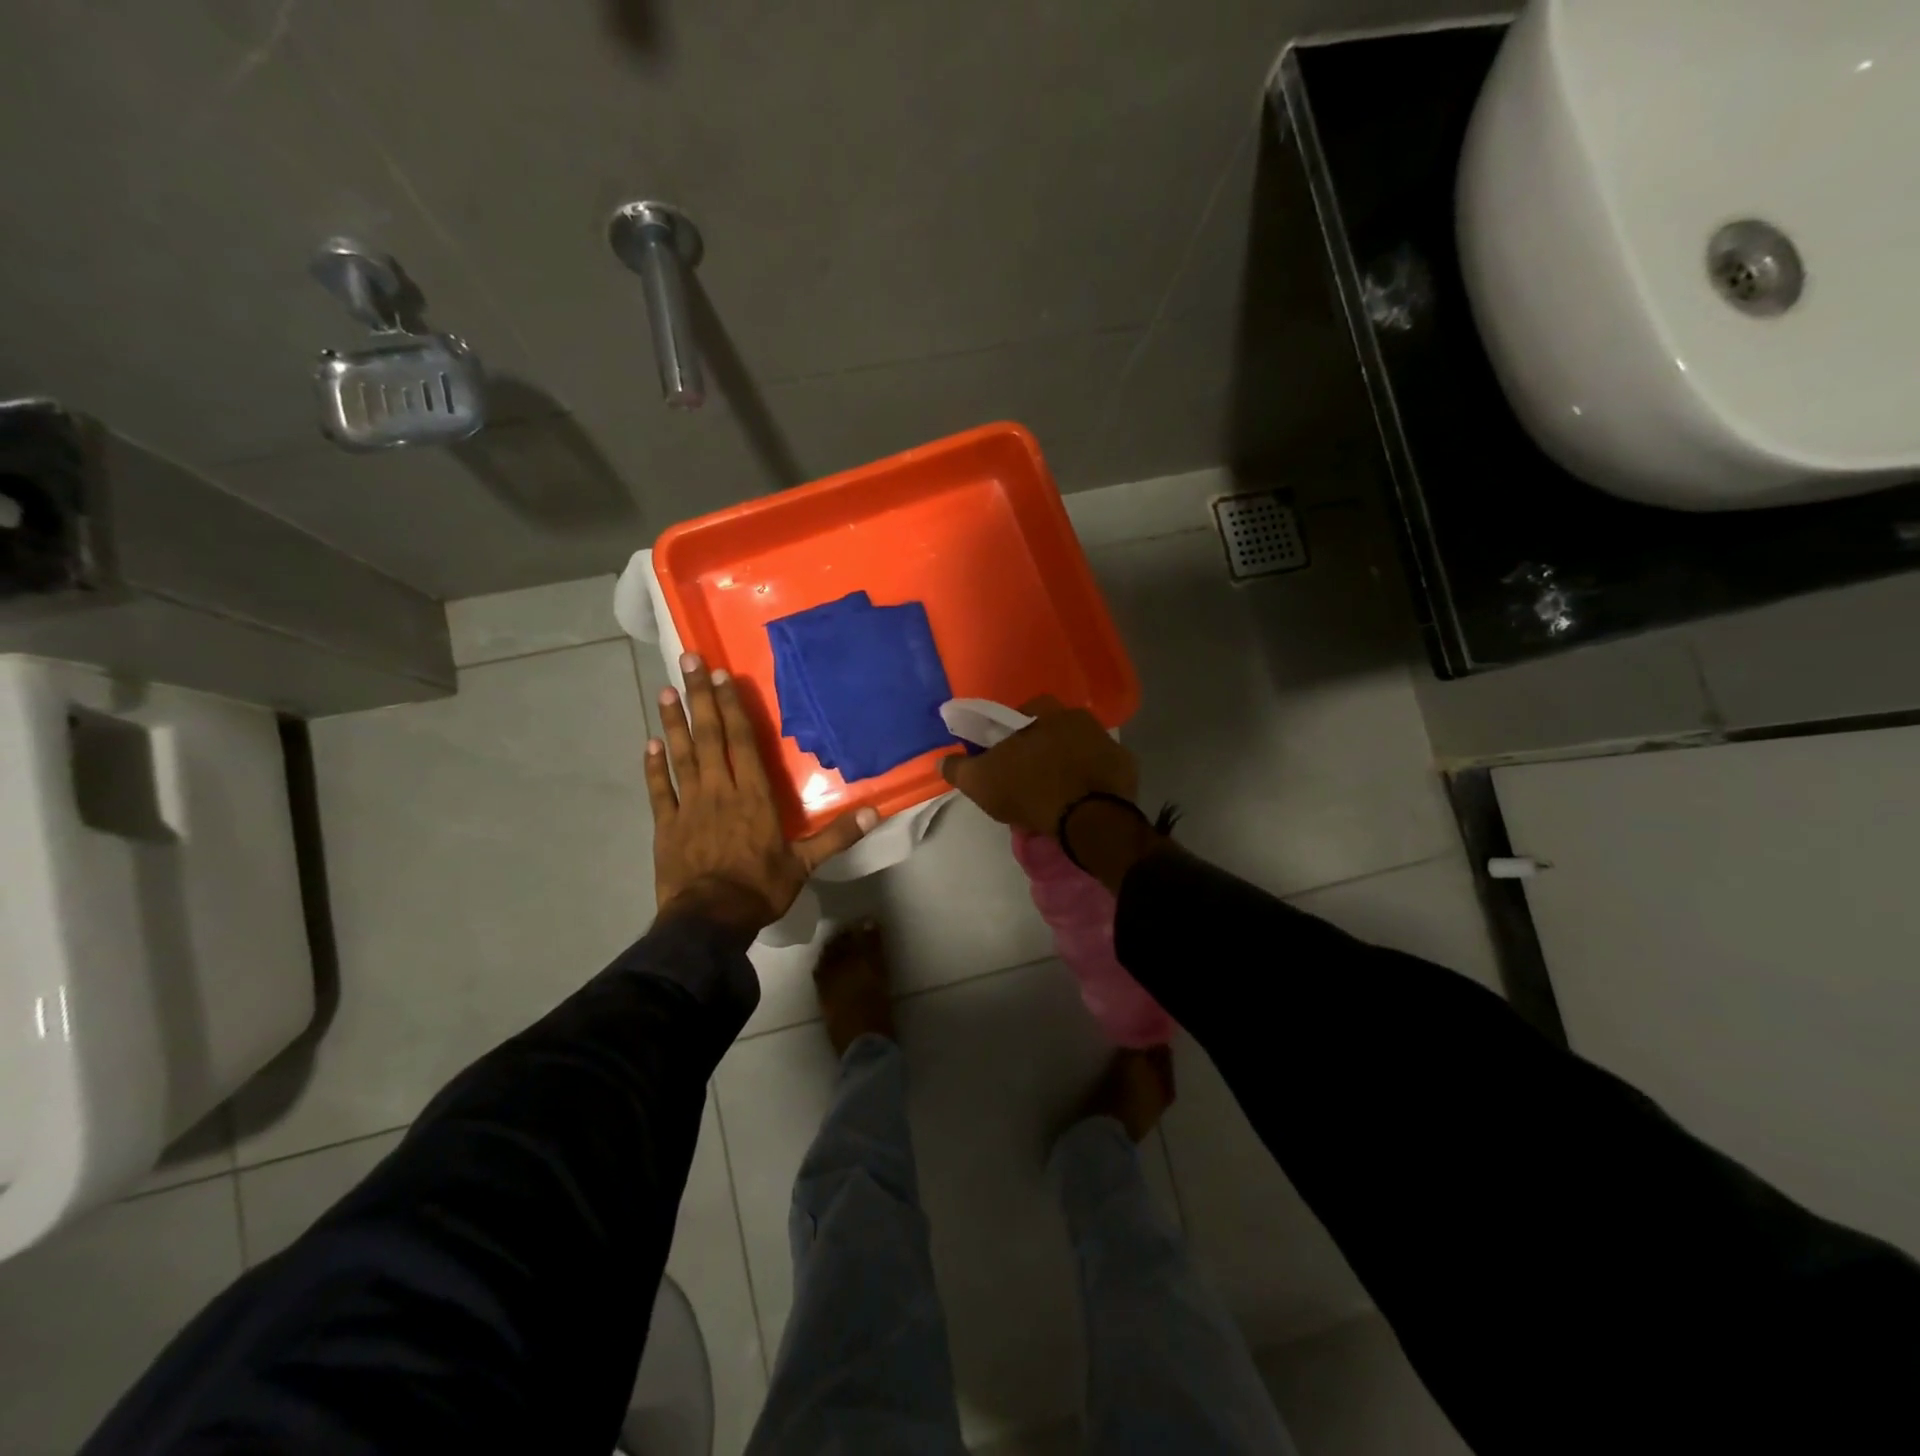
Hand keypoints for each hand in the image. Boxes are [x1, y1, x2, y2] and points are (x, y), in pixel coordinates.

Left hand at [648, 654, 875, 941]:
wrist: (709, 921)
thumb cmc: (759, 888)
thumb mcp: (805, 863)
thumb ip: (837, 835)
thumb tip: (875, 812)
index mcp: (753, 795)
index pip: (742, 741)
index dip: (732, 707)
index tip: (722, 676)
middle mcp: (719, 790)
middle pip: (709, 736)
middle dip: (700, 697)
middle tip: (688, 660)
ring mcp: (688, 805)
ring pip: (681, 755)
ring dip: (673, 722)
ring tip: (665, 691)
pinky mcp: (666, 825)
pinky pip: (658, 790)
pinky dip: (653, 766)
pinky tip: (649, 743)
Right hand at [939, 695, 1138, 836]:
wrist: (1089, 820)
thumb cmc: (1031, 790)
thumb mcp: (982, 782)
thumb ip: (960, 769)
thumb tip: (942, 761)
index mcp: (1049, 713)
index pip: (1027, 710)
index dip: (1013, 731)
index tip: (1005, 754)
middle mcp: (1083, 719)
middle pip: (1057, 729)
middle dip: (1043, 746)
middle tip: (1029, 775)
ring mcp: (1110, 744)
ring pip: (1082, 749)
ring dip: (1069, 764)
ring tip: (1054, 792)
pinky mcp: (1127, 770)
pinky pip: (1103, 772)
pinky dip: (1092, 782)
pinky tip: (1080, 802)